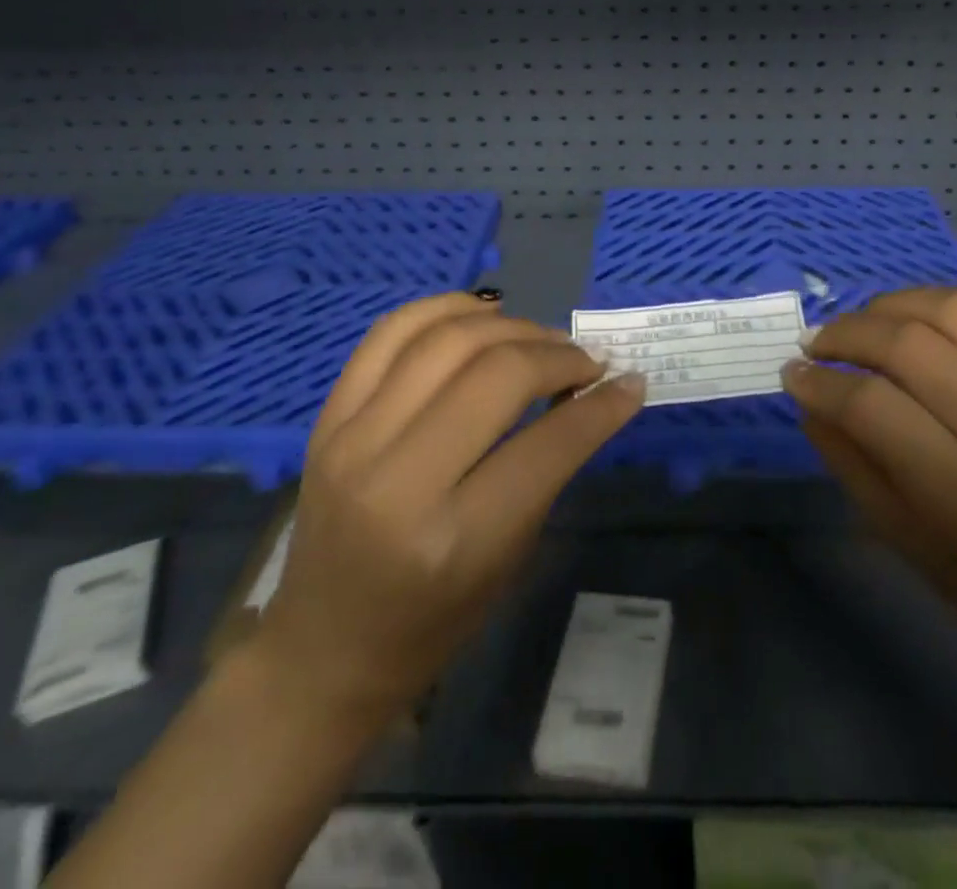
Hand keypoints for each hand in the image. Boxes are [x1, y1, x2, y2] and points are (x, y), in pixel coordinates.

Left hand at [255, 293, 645, 718]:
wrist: (327, 647)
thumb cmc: (435, 618)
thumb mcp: (511, 552)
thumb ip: (552, 463)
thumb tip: (603, 389)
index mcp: (453, 538)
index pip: (547, 445)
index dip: (602, 406)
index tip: (629, 381)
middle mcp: (398, 480)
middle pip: (498, 374)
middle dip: (558, 356)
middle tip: (586, 363)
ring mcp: (352, 440)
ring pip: (448, 339)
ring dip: (511, 326)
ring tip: (541, 340)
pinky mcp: (328, 418)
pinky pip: (391, 331)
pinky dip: (446, 308)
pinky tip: (483, 314)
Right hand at [782, 288, 956, 661]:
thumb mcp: (896, 533)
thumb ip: (845, 456)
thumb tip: (807, 389)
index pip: (875, 407)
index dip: (821, 383)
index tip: (792, 373)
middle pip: (912, 347)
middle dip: (848, 334)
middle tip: (818, 343)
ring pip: (953, 311)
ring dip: (891, 306)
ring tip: (864, 324)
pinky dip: (939, 305)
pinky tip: (915, 322)